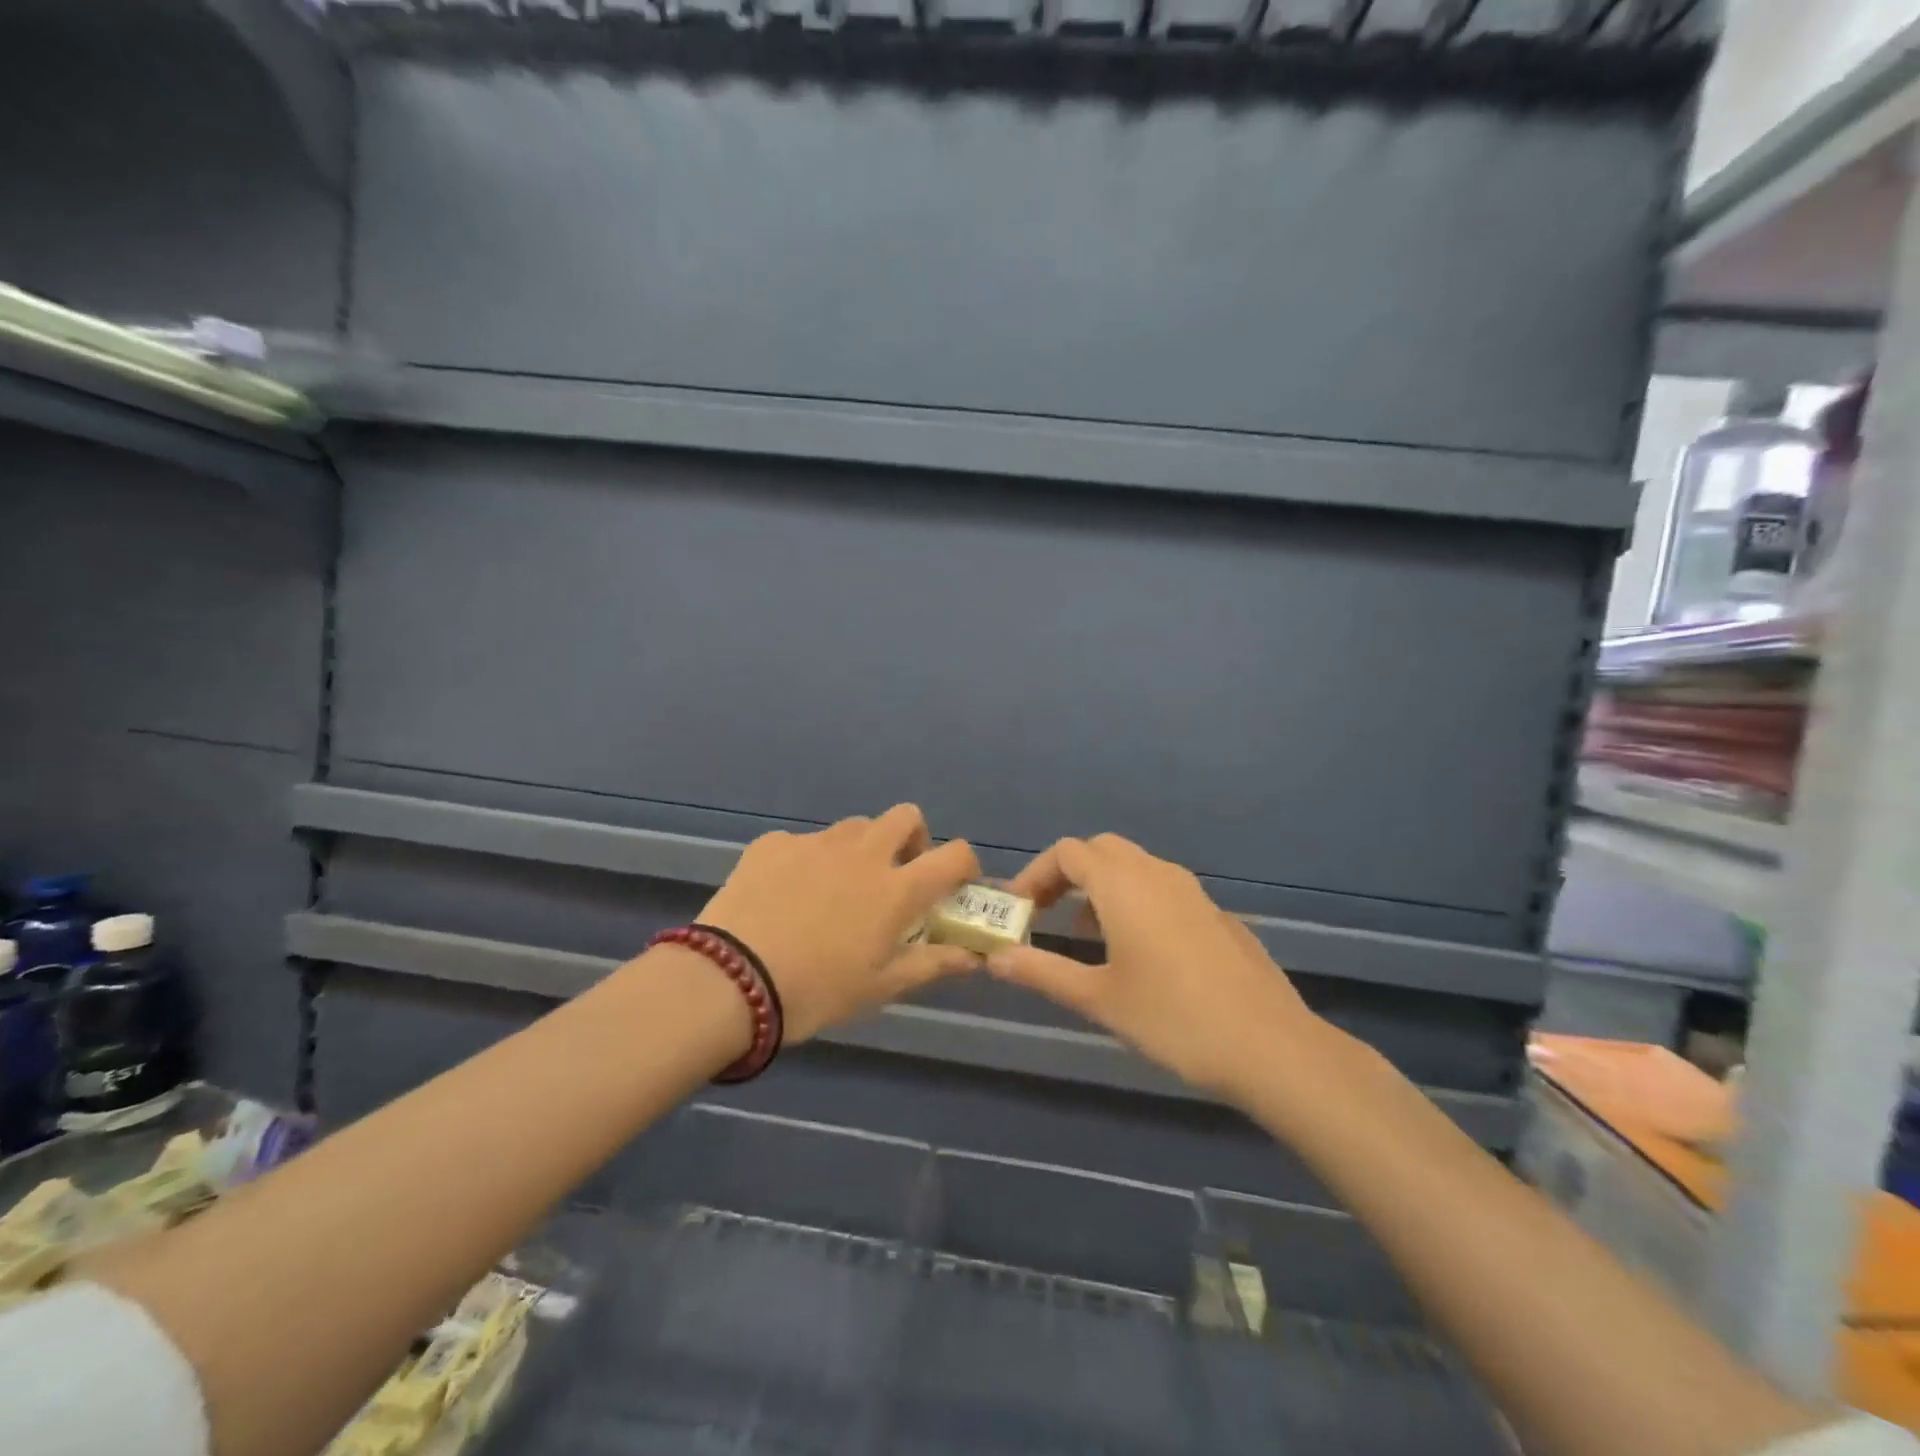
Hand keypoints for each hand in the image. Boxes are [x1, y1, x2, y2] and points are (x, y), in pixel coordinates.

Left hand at [699, 805, 983, 1042]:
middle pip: (906, 817)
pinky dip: (809, 861)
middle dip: (913, 838)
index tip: (955, 885)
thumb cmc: (816, 992)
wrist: (729, 982)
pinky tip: (787, 895)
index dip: (965, 865)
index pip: (954, 855)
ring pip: (855, 827)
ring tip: (839, 887)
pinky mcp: (774, 843)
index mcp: (896, 888)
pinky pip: (804, 842)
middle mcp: (863, 853)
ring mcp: (816, 843)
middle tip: (897, 874)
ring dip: (862, 848)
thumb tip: (972, 956)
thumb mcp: (880, 987)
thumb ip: (932, 964)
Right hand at [989, 834, 1319, 1100]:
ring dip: (1101, 888)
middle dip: (1067, 874)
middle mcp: (1157, 873)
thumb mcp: (1098, 998)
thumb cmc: (1172, 1017)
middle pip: (1100, 850)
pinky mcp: (1215, 913)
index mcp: (1123, 884)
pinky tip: (1139, 953)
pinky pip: (1162, 889)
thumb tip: (994, 959)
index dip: (1035, 874)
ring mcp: (1192, 890)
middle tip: (1047, 914)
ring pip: (1134, 867)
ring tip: (1086, 937)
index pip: (1067, 853)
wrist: (1269, 1045)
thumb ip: (1042, 971)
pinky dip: (1135, 901)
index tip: (1019, 910)